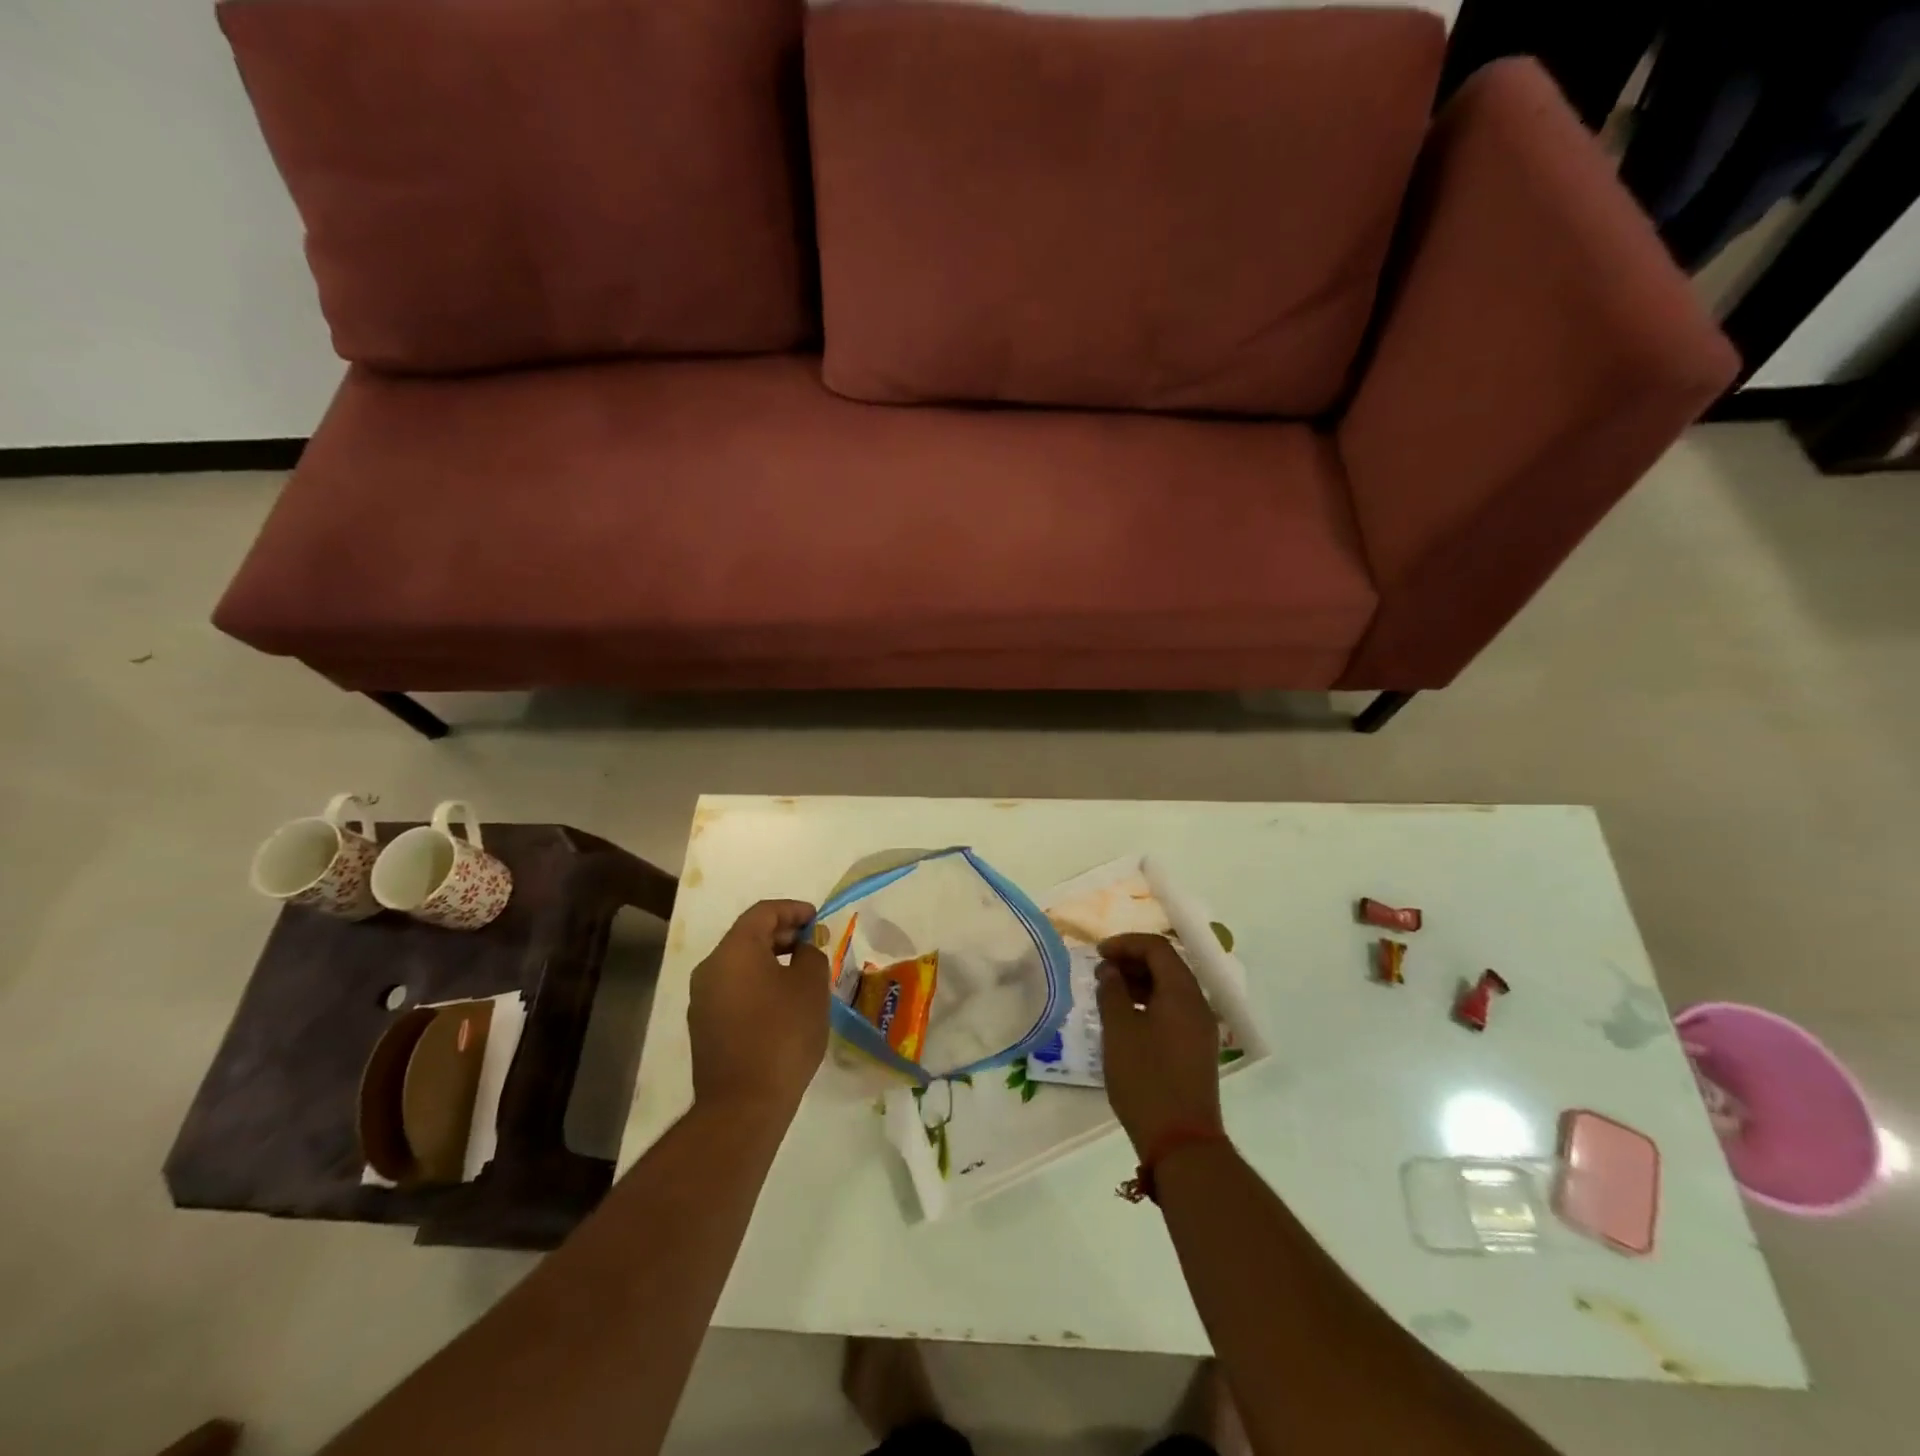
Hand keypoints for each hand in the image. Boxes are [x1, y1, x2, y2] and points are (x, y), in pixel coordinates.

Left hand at [690, 900, 829, 1119]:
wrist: (743, 1104)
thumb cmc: (783, 1034)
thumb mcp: (811, 986)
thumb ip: (810, 954)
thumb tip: (802, 948)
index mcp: (734, 950)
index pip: (763, 912)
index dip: (793, 910)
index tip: (817, 919)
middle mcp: (710, 968)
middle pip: (747, 936)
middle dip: (782, 934)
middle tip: (812, 944)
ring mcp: (702, 999)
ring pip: (739, 964)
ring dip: (769, 960)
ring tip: (801, 973)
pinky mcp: (703, 1026)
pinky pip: (733, 989)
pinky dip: (757, 984)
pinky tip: (781, 1002)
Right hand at [1095, 933, 1224, 1157]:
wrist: (1181, 1142)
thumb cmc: (1145, 1079)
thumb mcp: (1119, 1030)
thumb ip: (1112, 992)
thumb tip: (1109, 970)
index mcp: (1182, 993)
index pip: (1157, 948)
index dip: (1126, 943)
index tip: (1097, 953)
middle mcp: (1198, 1004)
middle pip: (1167, 965)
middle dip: (1132, 960)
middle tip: (1101, 971)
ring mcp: (1201, 1028)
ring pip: (1171, 988)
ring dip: (1140, 982)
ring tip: (1109, 992)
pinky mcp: (1197, 1049)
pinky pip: (1174, 1010)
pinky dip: (1150, 1002)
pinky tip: (1127, 1018)